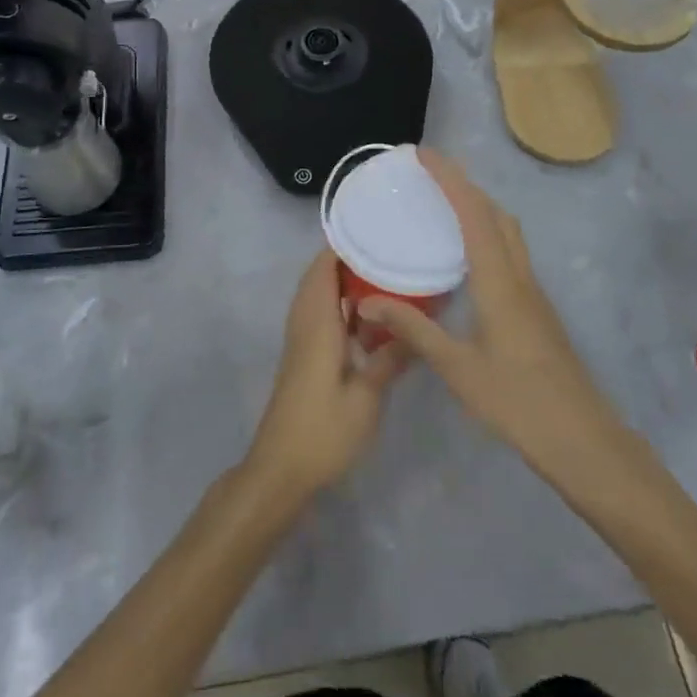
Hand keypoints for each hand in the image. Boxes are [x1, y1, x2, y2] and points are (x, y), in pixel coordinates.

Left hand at [244, 251, 404, 502]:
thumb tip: (416, 328)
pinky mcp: (303, 357)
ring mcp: (301, 341)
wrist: (280, 469)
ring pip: (318, 295)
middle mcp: (304, 324)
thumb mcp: (366, 398)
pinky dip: (340, 304)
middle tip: (388, 248)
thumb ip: (390, 359)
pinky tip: (370, 315)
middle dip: (348, 258)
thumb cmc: (323, 431)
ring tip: (384, 272)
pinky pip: (320, 314)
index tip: (373, 227)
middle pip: (319, 276)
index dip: (342, 245)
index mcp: (317, 324)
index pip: (323, 268)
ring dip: (343, 281)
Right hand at [360, 153, 626, 487]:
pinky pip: (510, 253)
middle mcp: (520, 276)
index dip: (449, 178)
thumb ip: (413, 330)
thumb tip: (367, 304)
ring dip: (478, 207)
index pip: (473, 213)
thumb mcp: (457, 368)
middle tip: (428, 174)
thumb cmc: (518, 403)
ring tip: (443, 205)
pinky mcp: (537, 310)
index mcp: (500, 282)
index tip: (422, 153)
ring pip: (507, 232)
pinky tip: (466, 258)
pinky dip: (487, 234)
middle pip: (495, 213)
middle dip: (464, 184)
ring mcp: (533, 292)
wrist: (583, 439)